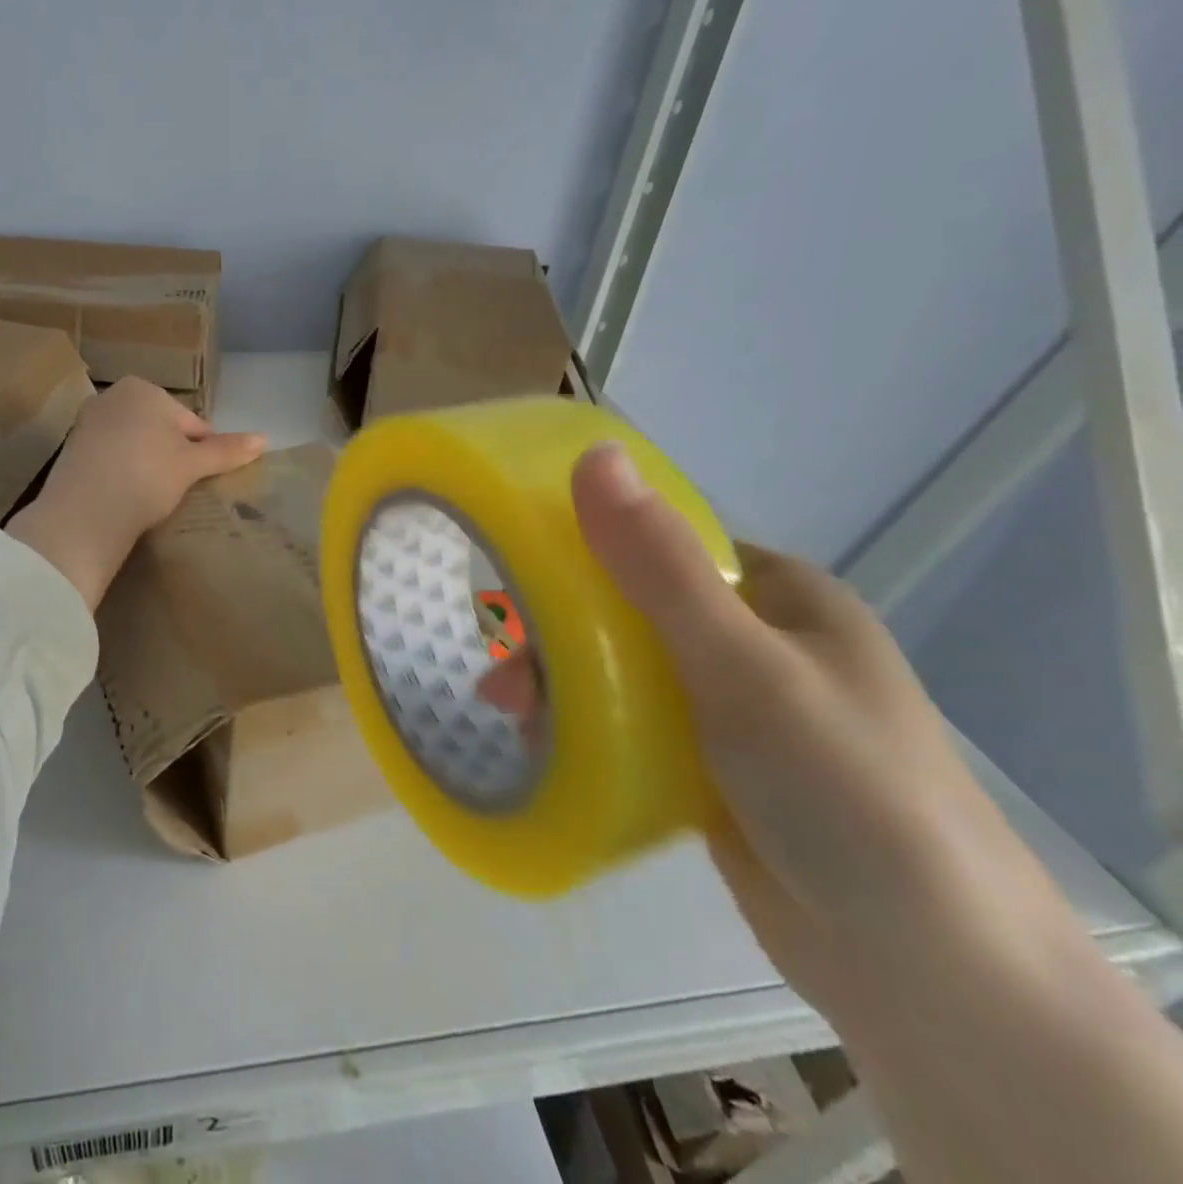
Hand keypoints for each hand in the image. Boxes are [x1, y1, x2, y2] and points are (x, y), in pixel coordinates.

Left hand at [6, 378, 266, 609]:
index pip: (189, 421)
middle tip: (177, 488)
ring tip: (153, 496)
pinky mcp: (71, 451)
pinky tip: (127, 496)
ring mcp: (87, 423)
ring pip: (134, 444)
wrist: (85, 511)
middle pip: (159, 429)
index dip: (202, 450)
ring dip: (147, 464)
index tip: (200, 477)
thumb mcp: (192, 464)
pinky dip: (122, 473)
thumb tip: (266, 438)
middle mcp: (111, 396)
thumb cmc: (147, 475)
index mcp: (143, 388)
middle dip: (171, 454)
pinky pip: (110, 458)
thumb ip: (227, 449)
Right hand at [485, 442, 1080, 1026]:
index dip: (584, 550)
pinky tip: (548, 747)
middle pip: (627, 611)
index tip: (518, 577)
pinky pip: (630, 725)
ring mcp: (733, 708)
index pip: (662, 542)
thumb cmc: (842, 789)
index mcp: (778, 595)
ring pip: (621, 670)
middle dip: (558, 638)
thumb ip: (659, 565)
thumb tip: (593, 457)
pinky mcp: (712, 768)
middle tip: (507, 677)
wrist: (923, 972)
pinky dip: (586, 728)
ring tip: (514, 720)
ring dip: (562, 686)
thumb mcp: (742, 665)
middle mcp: (756, 641)